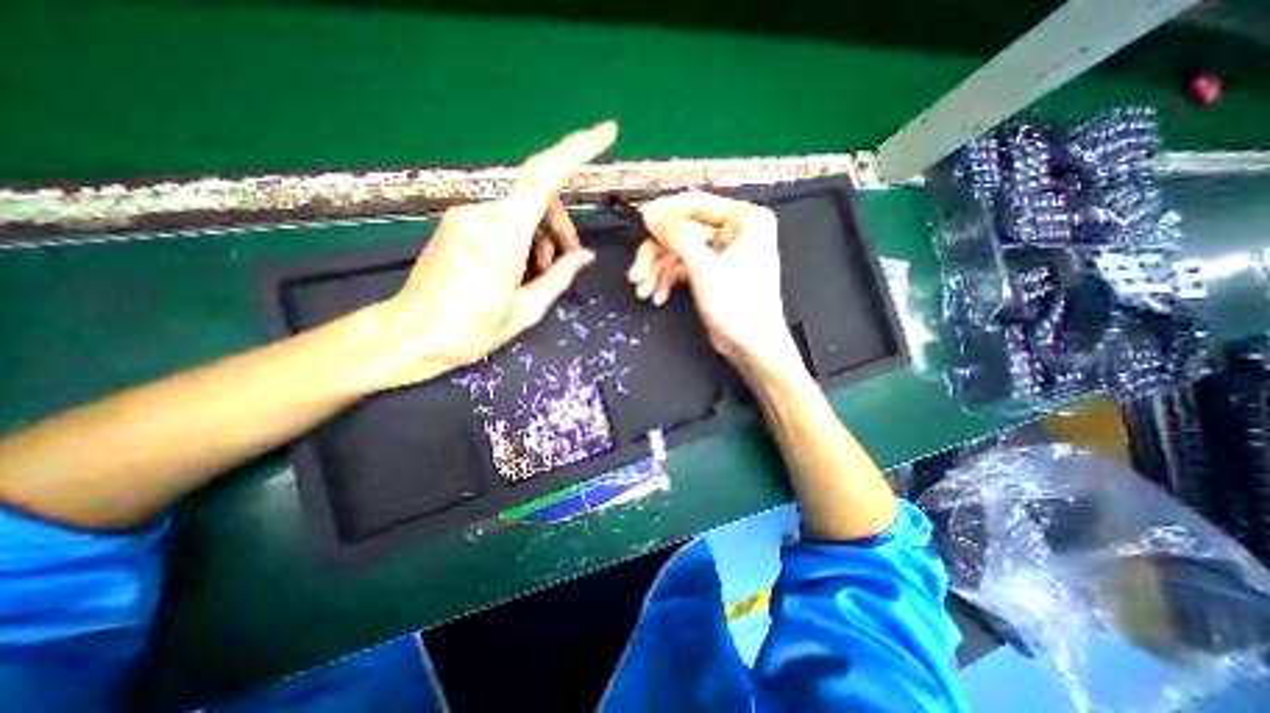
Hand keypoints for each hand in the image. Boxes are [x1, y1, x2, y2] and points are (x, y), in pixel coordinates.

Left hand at [363, 123, 619, 390]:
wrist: (411, 334)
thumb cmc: (470, 330)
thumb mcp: (526, 311)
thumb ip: (559, 278)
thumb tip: (585, 256)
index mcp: (503, 238)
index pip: (544, 177)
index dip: (577, 150)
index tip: (607, 133)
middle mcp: (483, 215)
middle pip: (538, 196)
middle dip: (561, 223)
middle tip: (570, 258)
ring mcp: (466, 216)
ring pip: (522, 209)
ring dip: (542, 234)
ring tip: (542, 271)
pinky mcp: (458, 223)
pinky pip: (503, 218)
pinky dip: (522, 237)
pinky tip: (520, 266)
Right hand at [627, 193, 796, 374]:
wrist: (752, 347)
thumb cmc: (737, 305)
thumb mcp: (704, 267)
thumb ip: (677, 237)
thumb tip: (650, 215)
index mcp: (745, 219)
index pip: (698, 204)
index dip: (666, 212)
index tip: (640, 220)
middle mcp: (734, 231)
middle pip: (683, 231)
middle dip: (656, 254)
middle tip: (636, 273)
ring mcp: (722, 252)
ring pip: (680, 251)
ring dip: (657, 271)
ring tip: (642, 291)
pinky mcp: (713, 272)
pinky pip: (684, 267)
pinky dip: (668, 281)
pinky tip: (657, 297)